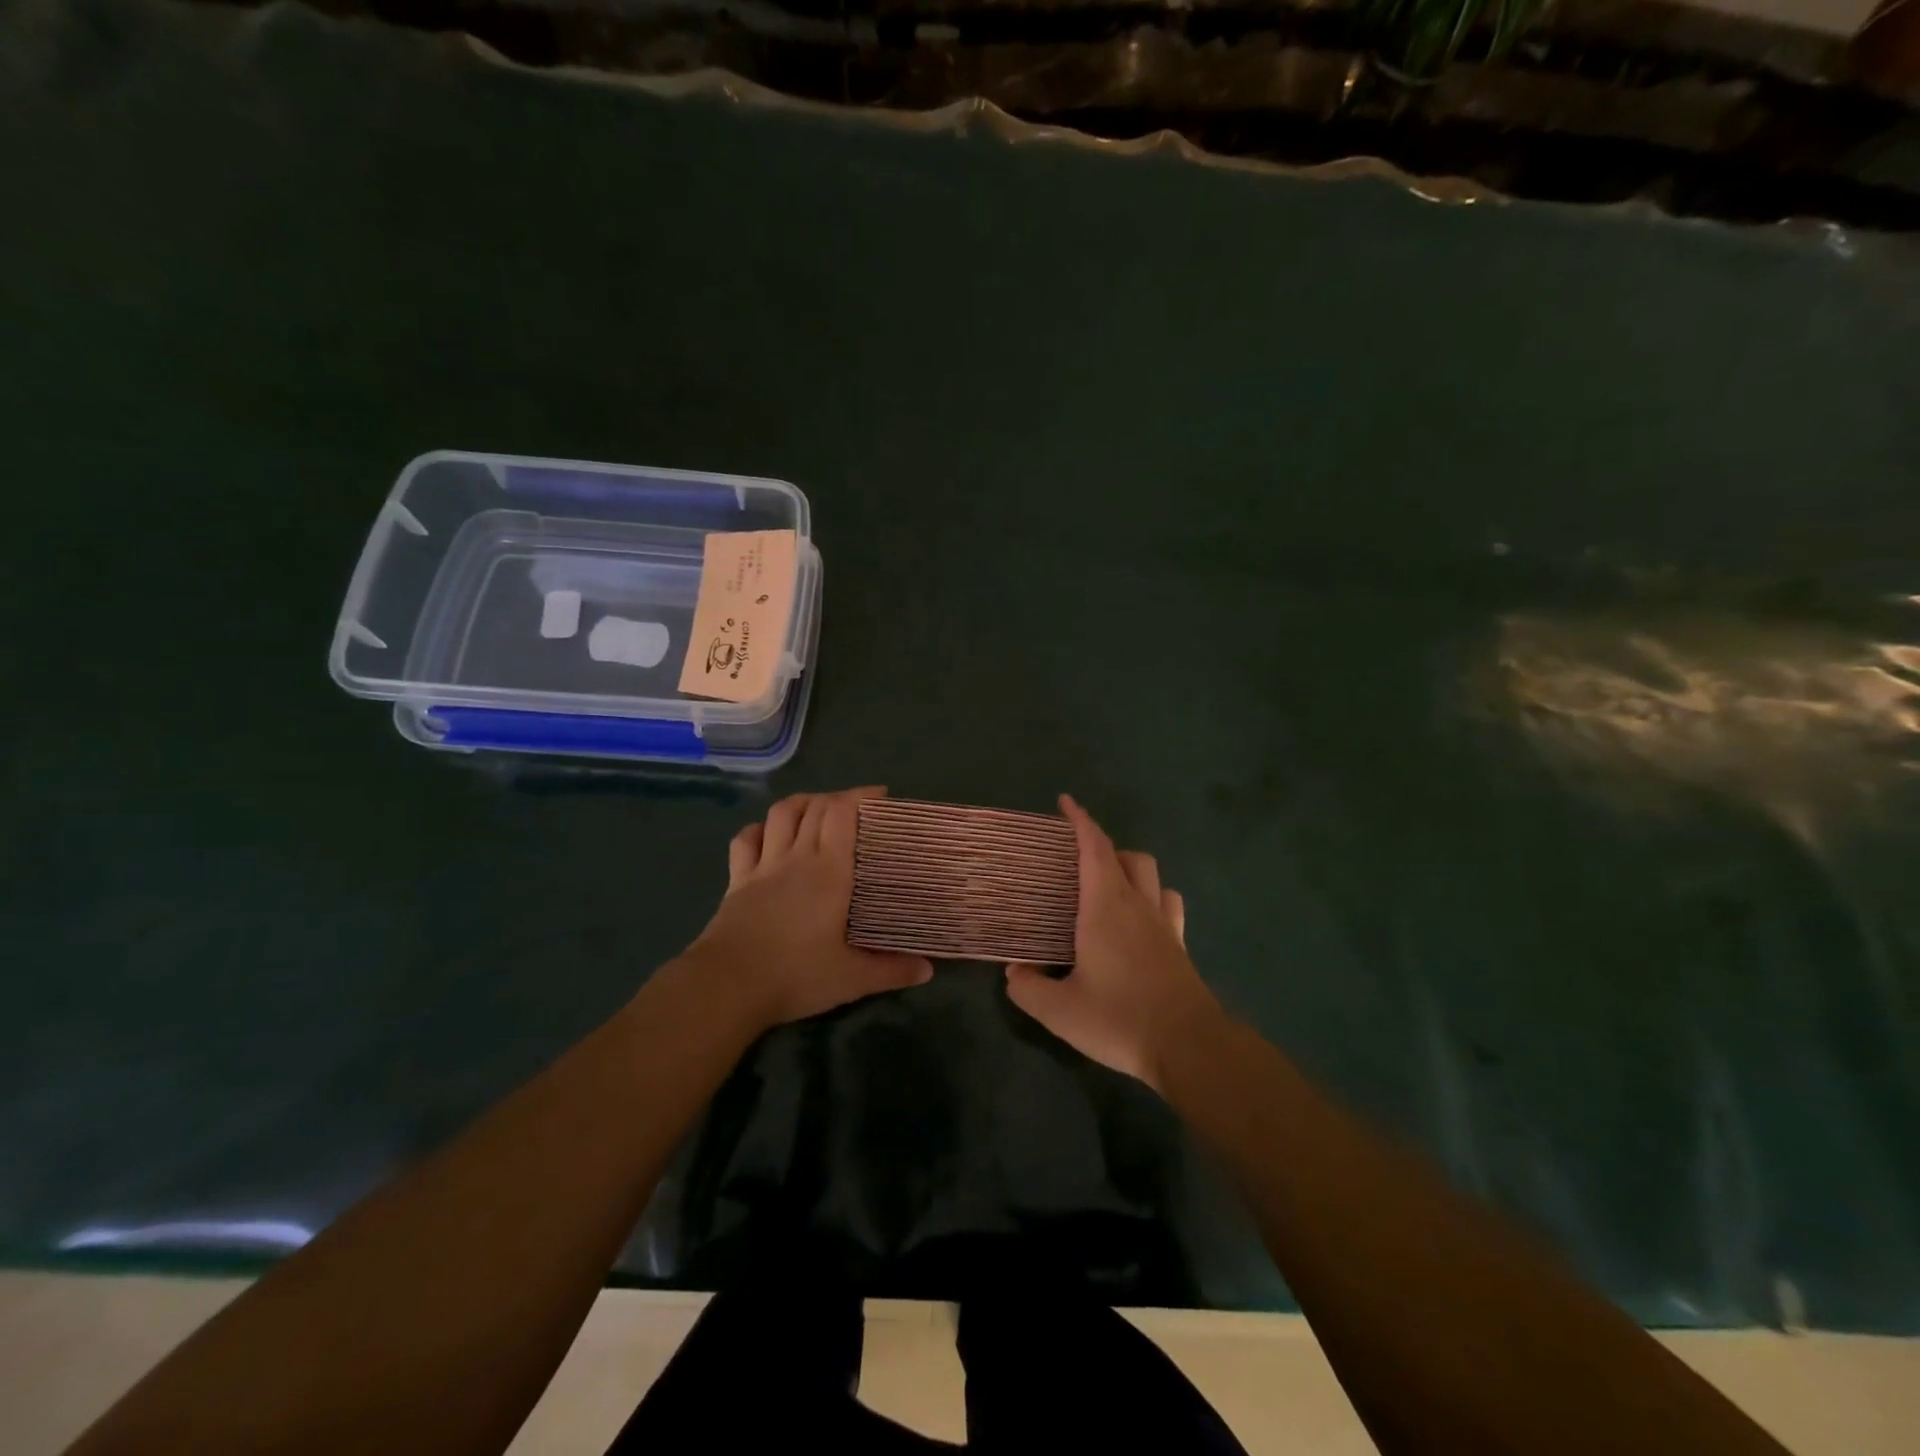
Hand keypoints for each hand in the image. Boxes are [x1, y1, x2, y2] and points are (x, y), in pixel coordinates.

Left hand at [687, 787, 932, 1031]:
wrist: (727, 986)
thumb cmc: (796, 975)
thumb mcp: (852, 979)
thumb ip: (891, 970)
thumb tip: (928, 970)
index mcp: (829, 871)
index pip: (842, 814)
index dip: (860, 796)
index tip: (880, 796)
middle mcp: (796, 857)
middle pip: (815, 807)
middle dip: (837, 798)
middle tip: (856, 808)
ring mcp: (763, 866)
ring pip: (780, 814)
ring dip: (800, 803)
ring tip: (815, 808)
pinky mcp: (737, 881)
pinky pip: (745, 841)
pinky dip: (759, 829)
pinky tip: (767, 834)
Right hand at [1004, 795, 1224, 1093]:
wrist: (1190, 1047)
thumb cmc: (1120, 1019)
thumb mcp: (1059, 1011)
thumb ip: (1028, 989)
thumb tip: (1014, 972)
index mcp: (1105, 907)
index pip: (1093, 848)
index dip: (1080, 820)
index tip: (1066, 801)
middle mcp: (1137, 905)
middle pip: (1126, 856)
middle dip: (1102, 846)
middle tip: (1077, 861)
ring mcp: (1164, 924)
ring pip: (1152, 876)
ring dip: (1131, 869)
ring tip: (1110, 887)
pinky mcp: (1180, 946)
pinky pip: (1169, 905)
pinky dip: (1153, 898)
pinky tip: (1140, 920)